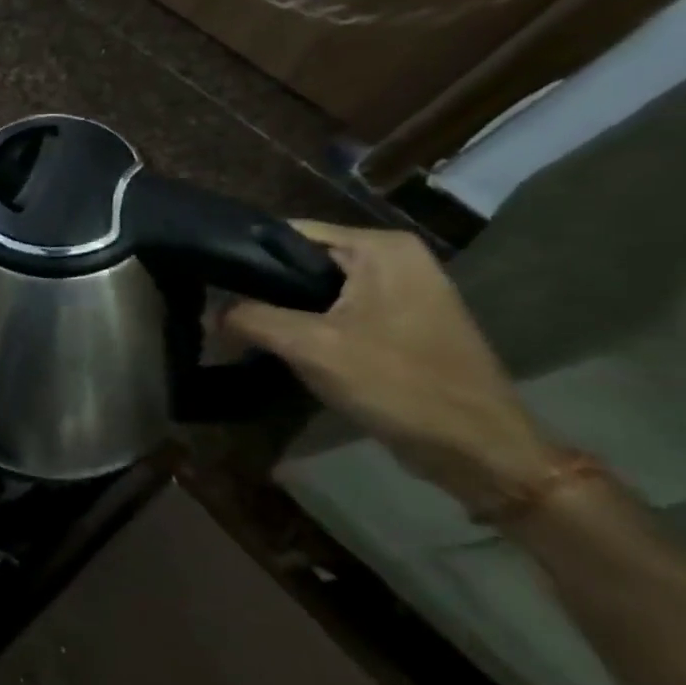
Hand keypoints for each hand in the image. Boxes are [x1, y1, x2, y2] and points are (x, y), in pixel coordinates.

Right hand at [222, 221, 556, 506]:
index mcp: (381, 248)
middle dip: (261, 286)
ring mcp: (401, 291)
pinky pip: (335, 309)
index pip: (289, 234)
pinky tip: (279, 345)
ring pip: (315, 288)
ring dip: (281, 308)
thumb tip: (209, 312)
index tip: (208, 280)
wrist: (478, 451)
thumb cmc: (399, 385)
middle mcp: (394, 258)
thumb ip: (250, 318)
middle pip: (301, 260)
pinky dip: (305, 324)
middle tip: (218, 310)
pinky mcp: (399, 322)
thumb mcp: (311, 346)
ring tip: (239, 328)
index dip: (245, 256)